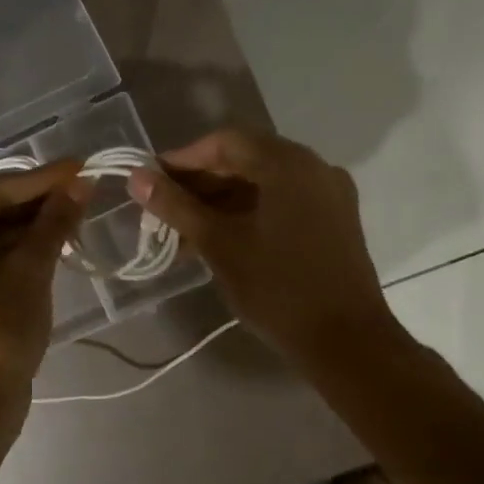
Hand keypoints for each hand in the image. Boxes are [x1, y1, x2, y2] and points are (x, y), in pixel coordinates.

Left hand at [0, 160, 91, 401]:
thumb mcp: (29, 272)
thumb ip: (53, 223)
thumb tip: (80, 184)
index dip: (42, 178)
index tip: (82, 166)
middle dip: (41, 201)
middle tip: (86, 188)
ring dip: (37, 225)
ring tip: (80, 210)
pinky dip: (27, 250)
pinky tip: (60, 241)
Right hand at [127, 129, 400, 367]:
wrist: (346, 342)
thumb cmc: (278, 288)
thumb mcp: (219, 244)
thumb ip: (176, 206)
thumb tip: (137, 178)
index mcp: (289, 164)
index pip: (226, 142)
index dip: (184, 159)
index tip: (152, 181)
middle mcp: (314, 168)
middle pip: (246, 159)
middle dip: (201, 182)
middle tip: (164, 208)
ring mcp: (329, 194)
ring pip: (264, 183)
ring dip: (222, 201)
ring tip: (184, 231)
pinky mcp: (334, 220)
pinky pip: (283, 202)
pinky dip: (249, 212)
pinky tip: (220, 238)